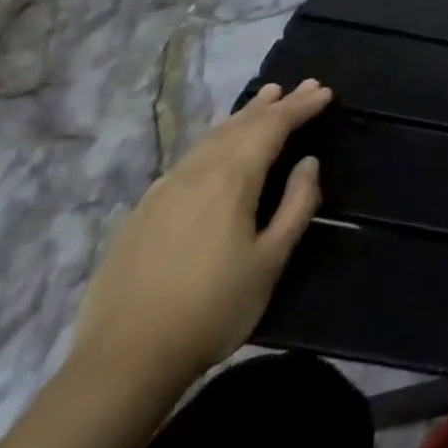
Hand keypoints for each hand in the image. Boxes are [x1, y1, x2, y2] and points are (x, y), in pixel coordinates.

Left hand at [69, 79, 330, 393]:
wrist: (123, 361)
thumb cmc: (212, 309)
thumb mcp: (271, 260)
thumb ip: (296, 205)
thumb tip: (309, 163)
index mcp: (231, 180)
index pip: (272, 127)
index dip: (300, 107)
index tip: (324, 92)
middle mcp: (196, 173)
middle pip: (241, 125)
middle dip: (276, 104)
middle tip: (303, 86)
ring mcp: (163, 191)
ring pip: (210, 138)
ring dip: (243, 116)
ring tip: (264, 99)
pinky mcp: (142, 213)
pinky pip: (188, 158)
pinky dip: (214, 140)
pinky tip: (215, 147)